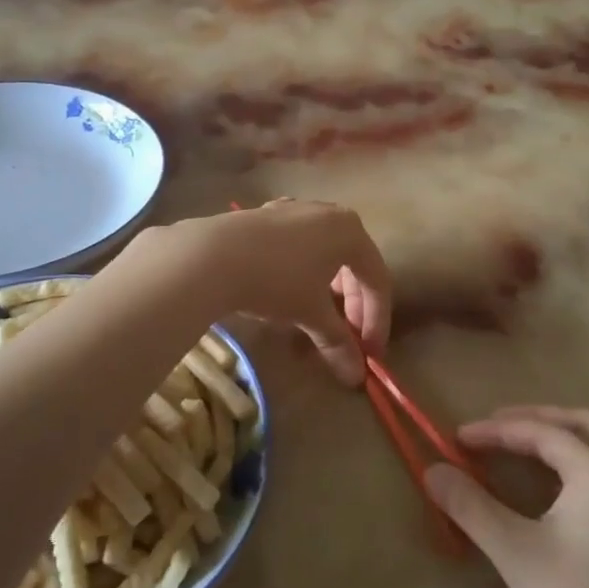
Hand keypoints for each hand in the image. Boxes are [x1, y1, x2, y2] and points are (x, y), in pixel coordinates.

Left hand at [135, 200, 390, 385]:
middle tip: (348, 341)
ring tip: (319, 320)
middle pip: (353, 265)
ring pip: (326, 255)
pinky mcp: (267, 216)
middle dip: (354, 307)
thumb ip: (338, 342)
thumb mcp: (311, 315)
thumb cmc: (276, 281)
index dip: (377, 321)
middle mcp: (329, 213)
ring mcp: (296, 210)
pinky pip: (299, 247)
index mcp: (351, 231)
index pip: (377, 281)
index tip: (369, 355)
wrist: (211, 256)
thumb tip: (355, 376)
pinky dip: (305, 274)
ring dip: (330, 292)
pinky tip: (290, 293)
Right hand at [425, 407, 588, 587]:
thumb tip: (432, 469)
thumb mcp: (515, 553)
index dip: (496, 431)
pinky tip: (559, 486)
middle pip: (581, 424)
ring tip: (524, 446)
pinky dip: (580, 460)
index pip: (542, 432)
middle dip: (534, 419)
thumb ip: (471, 506)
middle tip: (493, 428)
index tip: (456, 438)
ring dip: (562, 435)